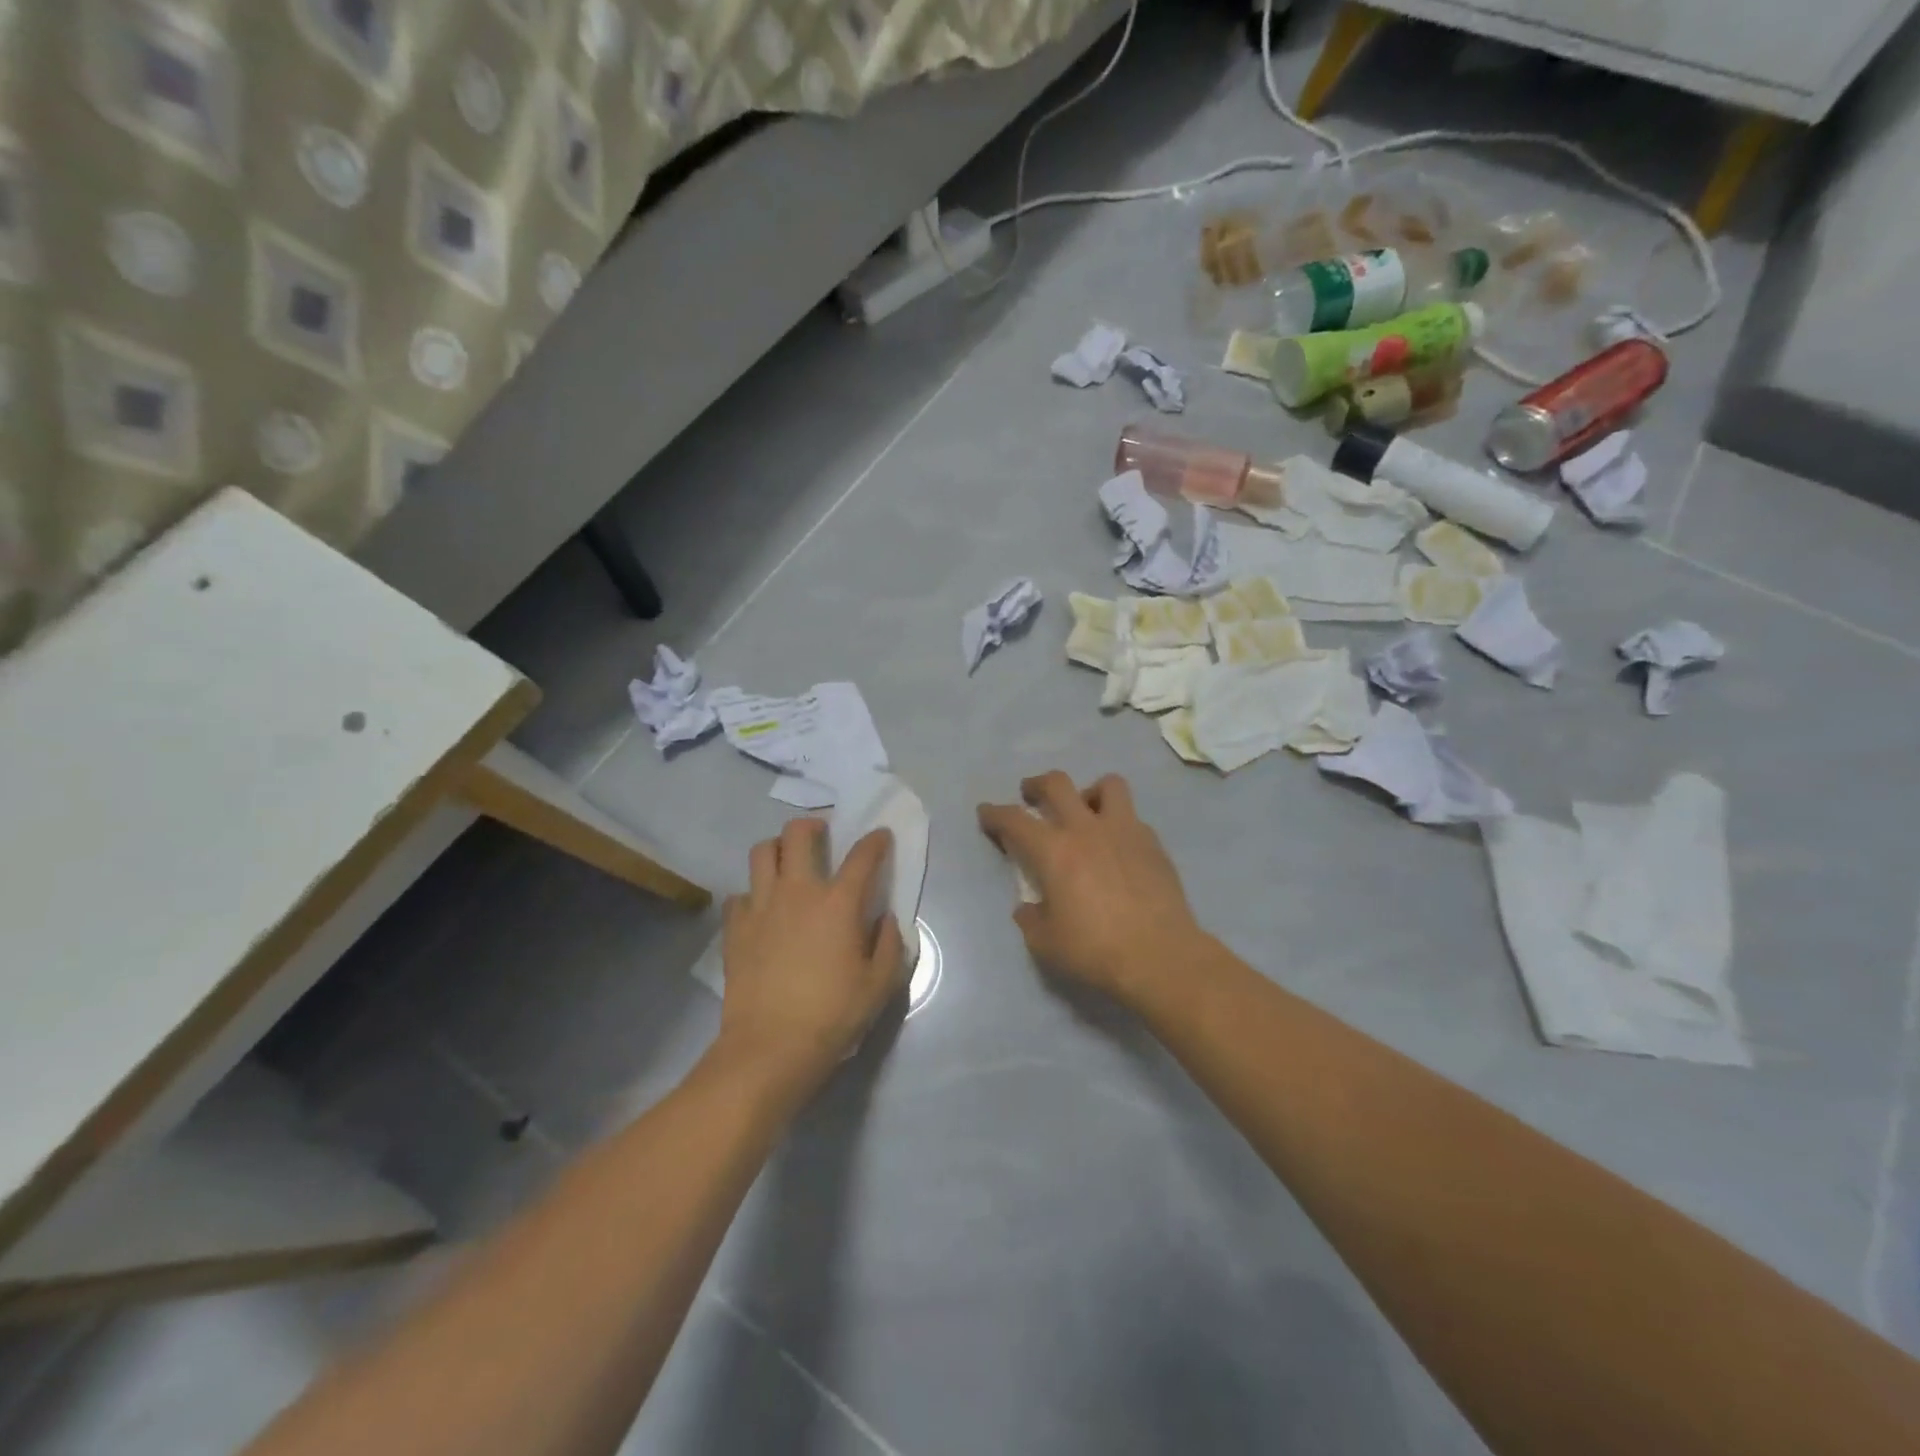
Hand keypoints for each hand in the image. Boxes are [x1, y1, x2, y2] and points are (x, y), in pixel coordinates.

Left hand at [718, 818, 906, 1090]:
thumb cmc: (833, 1015)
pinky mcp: (735, 928)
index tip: (880, 837)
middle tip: (821, 837)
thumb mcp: (880, 985)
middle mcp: (799, 892)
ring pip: (762, 852)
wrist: (771, 1047)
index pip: (863, 856)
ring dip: (777, 850)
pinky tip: (762, 910)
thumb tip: (884, 919)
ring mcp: (761, 906)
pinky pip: (740, 894)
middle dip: (812, 826)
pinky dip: (752, 894)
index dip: (875, 841)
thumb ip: (889, 944)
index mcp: (839, 903)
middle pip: (799, 834)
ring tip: (788, 864)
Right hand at [977, 771, 1206, 1007]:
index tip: (986, 813)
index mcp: (1054, 851)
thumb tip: (1029, 907)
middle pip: (1058, 784)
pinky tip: (1117, 847)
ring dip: (1089, 792)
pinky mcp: (1153, 844)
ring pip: (1107, 785)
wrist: (1161, 957)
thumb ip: (1031, 918)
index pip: (1014, 819)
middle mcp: (1087, 829)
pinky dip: (1118, 823)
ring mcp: (1125, 831)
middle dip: (1037, 785)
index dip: (995, 813)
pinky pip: (1132, 817)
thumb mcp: (1046, 943)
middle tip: (1031, 795)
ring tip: (1085, 811)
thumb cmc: (1096, 950)